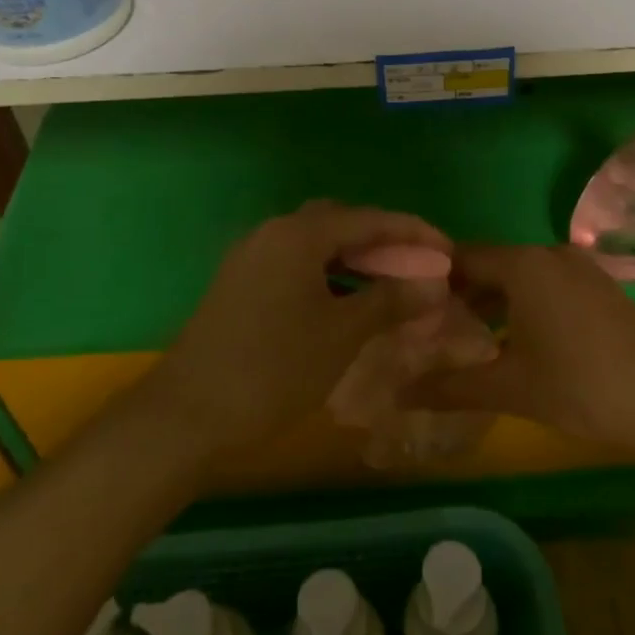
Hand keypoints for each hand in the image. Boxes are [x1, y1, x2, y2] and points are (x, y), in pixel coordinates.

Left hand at [139, 201, 451, 460]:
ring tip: (389, 288)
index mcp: (298, 234)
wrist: (187, 415)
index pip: (368, 219)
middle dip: (382, 242)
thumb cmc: (274, 369)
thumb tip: (434, 283)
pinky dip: (328, 277)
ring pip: (315, 246)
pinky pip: (295, 266)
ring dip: (355, 261)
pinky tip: (347, 304)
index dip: (412, 232)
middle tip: (416, 268)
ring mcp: (251, 258)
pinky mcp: (239, 284)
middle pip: (339, 224)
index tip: (446, 248)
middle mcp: (272, 233)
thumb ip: (390, 300)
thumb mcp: (342, 334)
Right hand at [410, 244, 634, 456]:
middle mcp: (550, 254)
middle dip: (462, 294)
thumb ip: (450, 387)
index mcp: (524, 264)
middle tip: (432, 328)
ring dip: (494, 302)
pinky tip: (516, 341)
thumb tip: (398, 394)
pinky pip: (548, 286)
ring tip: (468, 338)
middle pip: (491, 265)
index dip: (433, 280)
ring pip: (521, 277)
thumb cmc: (583, 387)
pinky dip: (524, 305)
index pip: (462, 257)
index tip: (409, 307)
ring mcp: (581, 269)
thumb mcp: (511, 388)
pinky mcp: (600, 288)